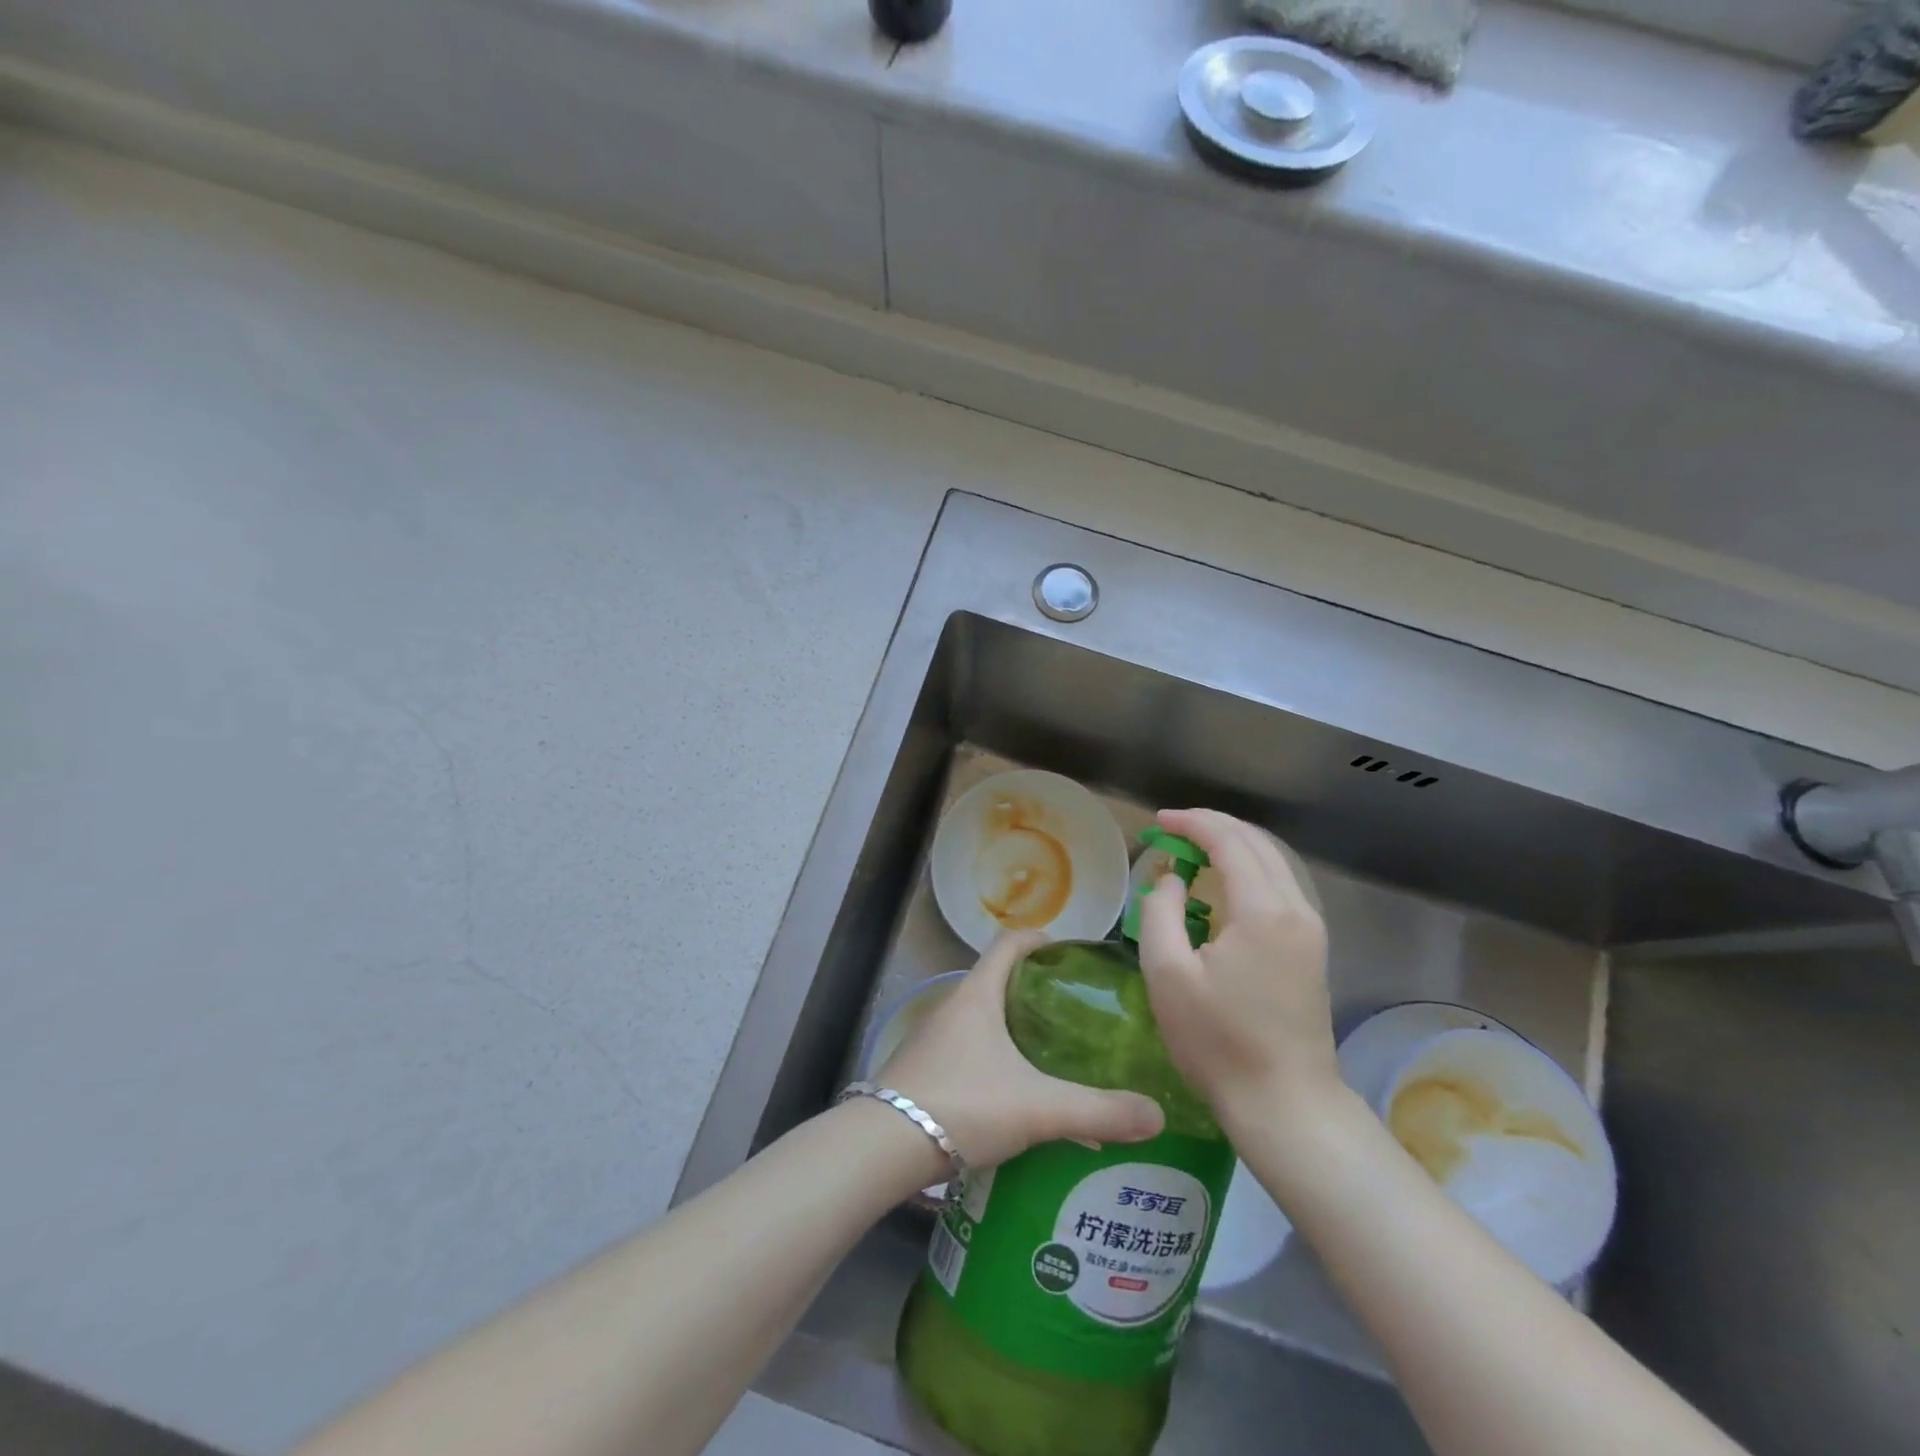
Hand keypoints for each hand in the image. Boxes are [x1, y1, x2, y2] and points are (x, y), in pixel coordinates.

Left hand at [879, 930, 1164, 1169]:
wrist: (882, 1146)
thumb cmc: (962, 1104)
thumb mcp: (1037, 1107)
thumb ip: (1097, 1111)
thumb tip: (1157, 1114)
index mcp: (977, 995)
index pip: (1008, 944)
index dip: (1039, 939)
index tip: (1068, 951)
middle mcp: (952, 1008)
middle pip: (996, 982)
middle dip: (1034, 991)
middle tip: (1074, 1013)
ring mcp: (932, 1041)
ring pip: (981, 1022)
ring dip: (1013, 1031)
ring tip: (1051, 1057)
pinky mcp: (922, 1073)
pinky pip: (967, 1054)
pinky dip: (993, 1063)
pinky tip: (1014, 1099)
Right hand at [1136, 809, 1342, 1144]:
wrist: (1285, 1104)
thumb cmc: (1218, 1042)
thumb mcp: (1167, 974)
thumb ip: (1161, 911)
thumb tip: (1171, 879)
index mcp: (1263, 910)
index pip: (1229, 840)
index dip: (1192, 823)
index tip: (1158, 821)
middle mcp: (1296, 908)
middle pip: (1257, 843)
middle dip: (1213, 826)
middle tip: (1172, 829)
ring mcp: (1311, 928)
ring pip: (1273, 862)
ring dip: (1233, 845)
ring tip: (1192, 850)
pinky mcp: (1312, 948)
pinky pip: (1280, 886)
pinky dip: (1248, 870)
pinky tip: (1223, 884)